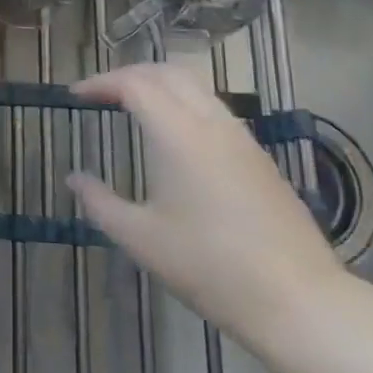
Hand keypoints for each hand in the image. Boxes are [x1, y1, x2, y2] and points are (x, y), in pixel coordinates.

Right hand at [68, 64, 345, 353]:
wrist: (298, 300)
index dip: (101, 82)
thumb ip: (100, 203)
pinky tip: (175, 137)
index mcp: (178, 134)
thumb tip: (74, 179)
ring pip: (196, 86)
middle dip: (130, 74)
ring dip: (160, 85)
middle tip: (102, 93)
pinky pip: (215, 109)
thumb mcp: (141, 239)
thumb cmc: (210, 267)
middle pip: (167, 72)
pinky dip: (184, 103)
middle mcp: (211, 123)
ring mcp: (241, 138)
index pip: (134, 84)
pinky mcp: (259, 157)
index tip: (76, 95)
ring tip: (134, 107)